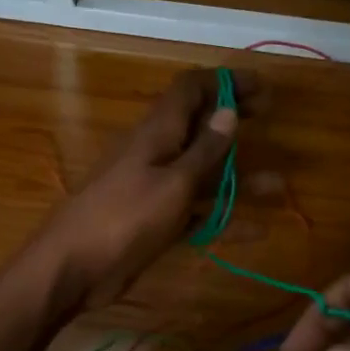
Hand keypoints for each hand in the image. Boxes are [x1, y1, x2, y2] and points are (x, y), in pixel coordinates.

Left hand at [30, 68, 259, 310]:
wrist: (72, 268)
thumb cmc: (124, 219)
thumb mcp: (173, 184)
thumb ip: (204, 151)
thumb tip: (228, 112)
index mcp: (156, 132)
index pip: (191, 89)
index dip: (225, 82)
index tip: (261, 88)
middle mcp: (155, 152)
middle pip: (198, 125)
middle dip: (233, 119)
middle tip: (268, 116)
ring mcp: (153, 187)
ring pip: (201, 172)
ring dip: (237, 175)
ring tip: (277, 186)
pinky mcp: (153, 220)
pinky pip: (194, 211)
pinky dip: (222, 216)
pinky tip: (255, 232)